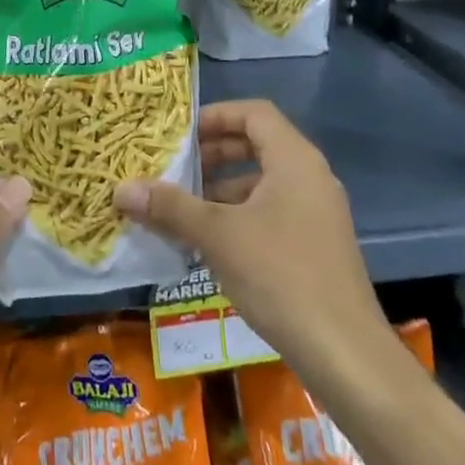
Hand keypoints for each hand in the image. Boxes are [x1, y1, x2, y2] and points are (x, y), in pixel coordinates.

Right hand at [114, 99, 387, 370]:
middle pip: (257, 144)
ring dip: (222, 188)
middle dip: (213, 153)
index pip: (254, 113)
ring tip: (182, 207)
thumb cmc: (280, 275)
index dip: (215, 115)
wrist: (344, 351)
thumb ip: (170, 207)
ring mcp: (317, 212)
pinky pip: (272, 211)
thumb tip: (121, 189)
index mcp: (294, 160)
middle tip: (175, 167)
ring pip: (263, 181)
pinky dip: (239, 215)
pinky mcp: (315, 244)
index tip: (179, 133)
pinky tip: (209, 242)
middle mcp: (310, 176)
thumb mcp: (217, 236)